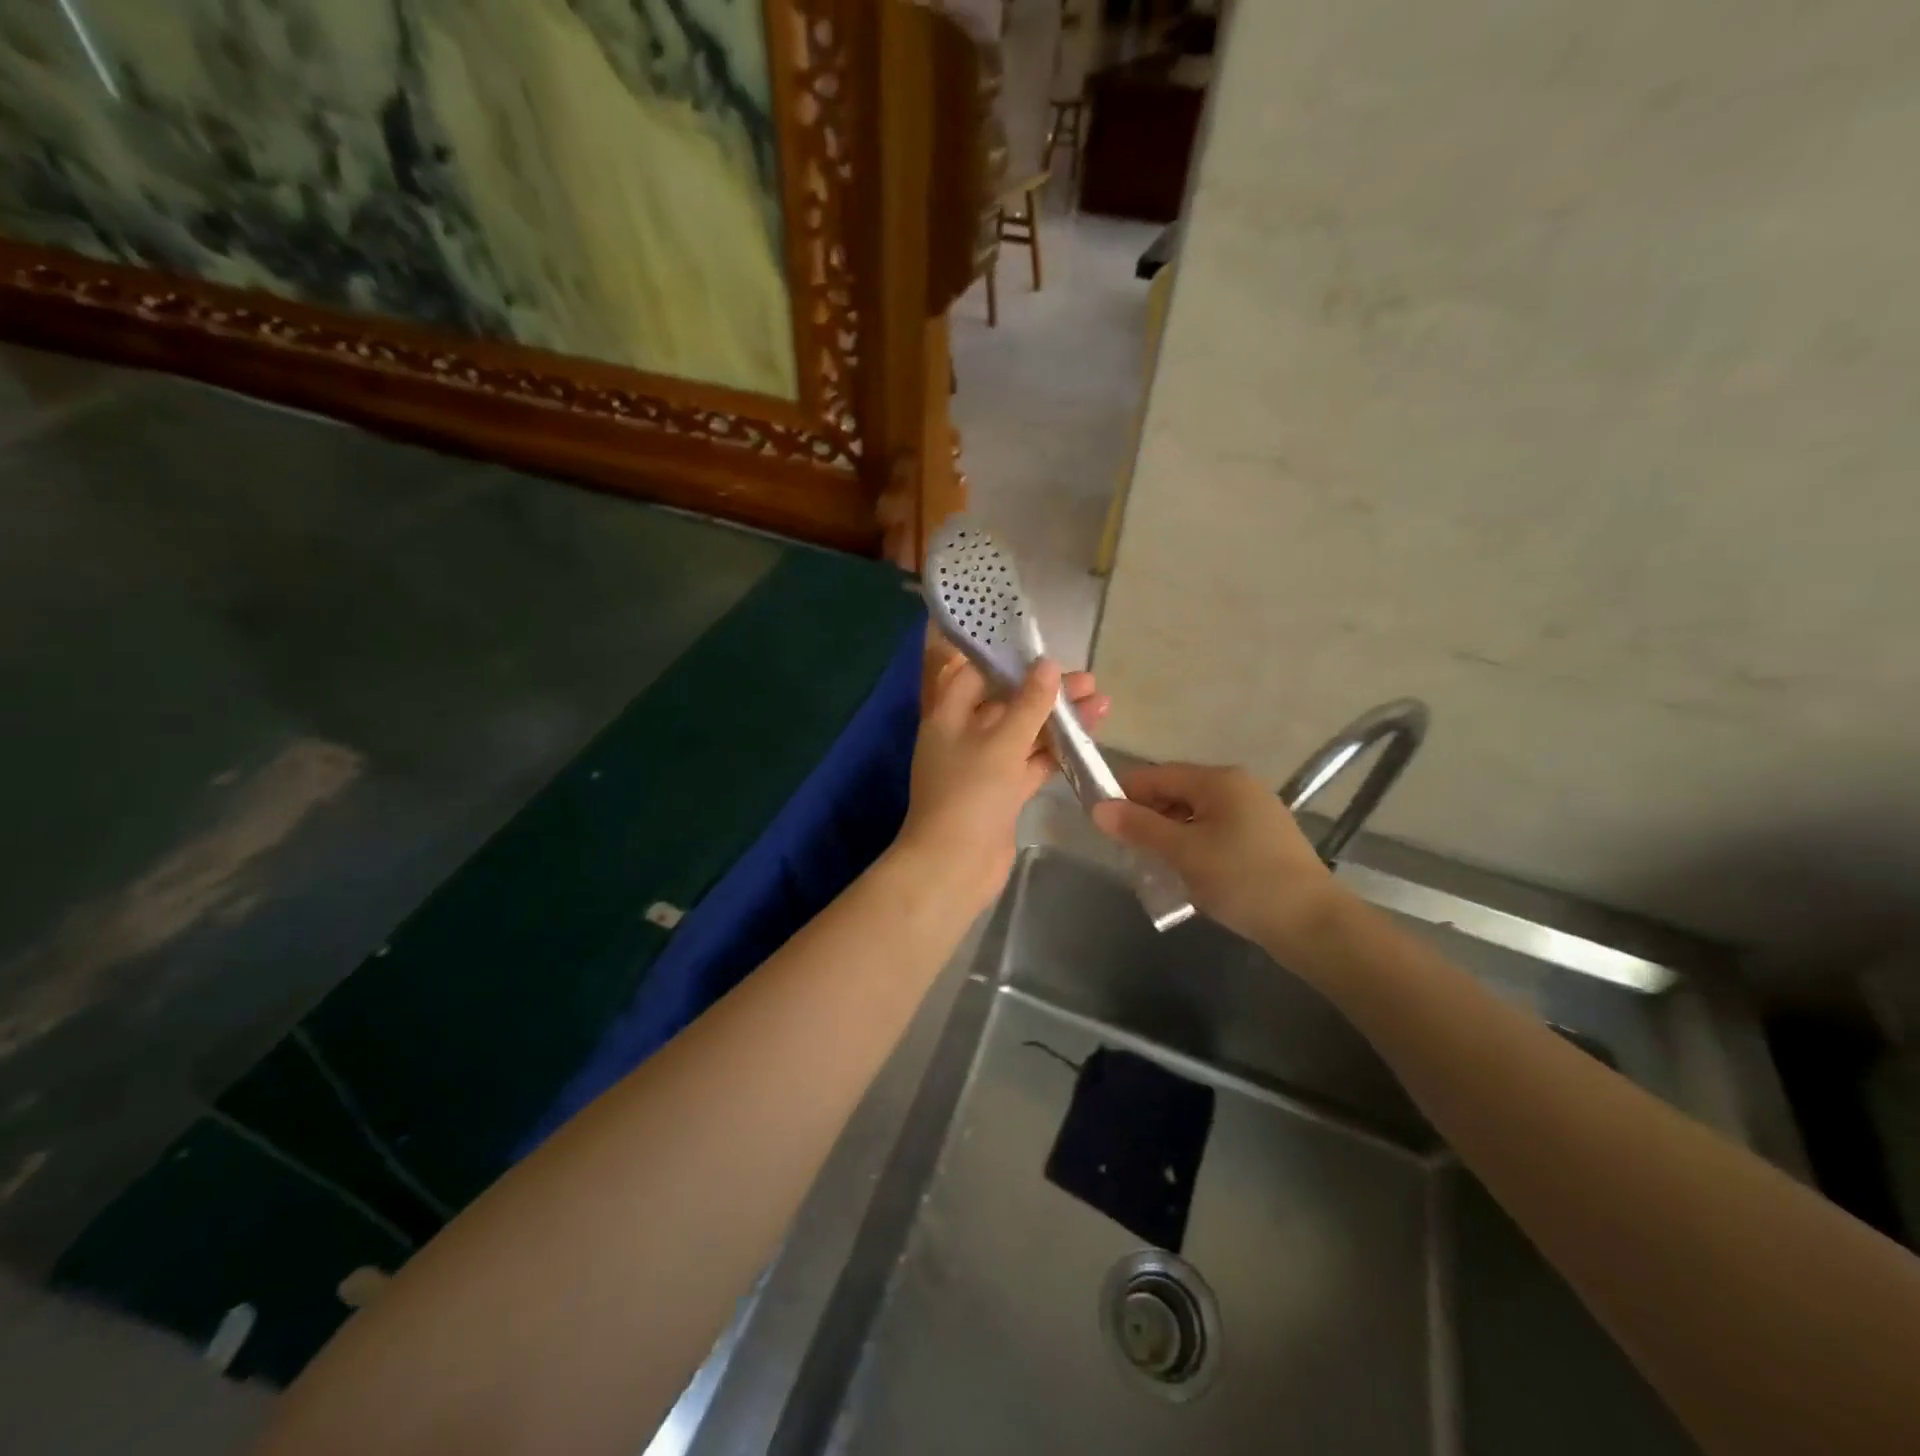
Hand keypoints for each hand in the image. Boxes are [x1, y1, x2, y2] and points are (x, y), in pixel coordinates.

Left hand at [896, 656, 1106, 914]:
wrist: (955, 865)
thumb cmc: (970, 793)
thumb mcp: (1001, 741)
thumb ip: (1028, 703)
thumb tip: (1048, 665)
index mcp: (949, 715)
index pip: (977, 674)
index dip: (1010, 661)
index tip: (1046, 651)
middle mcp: (964, 735)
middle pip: (1007, 703)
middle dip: (1046, 692)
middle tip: (1088, 681)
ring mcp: (985, 766)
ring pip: (1025, 734)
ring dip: (1058, 720)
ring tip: (1101, 703)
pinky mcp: (1003, 792)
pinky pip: (1031, 762)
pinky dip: (1057, 751)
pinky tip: (1088, 737)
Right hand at [1091, 763, 1342, 956]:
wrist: (1314, 925)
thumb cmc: (1243, 879)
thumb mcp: (1183, 853)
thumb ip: (1139, 828)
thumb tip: (1097, 808)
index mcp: (1219, 781)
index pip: (1158, 775)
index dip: (1124, 792)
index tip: (1098, 818)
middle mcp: (1238, 788)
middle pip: (1177, 793)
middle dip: (1146, 817)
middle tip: (1122, 847)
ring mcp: (1254, 814)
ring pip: (1194, 816)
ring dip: (1168, 835)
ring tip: (1148, 864)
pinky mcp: (1262, 841)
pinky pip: (1213, 833)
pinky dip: (1192, 847)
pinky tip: (1182, 873)